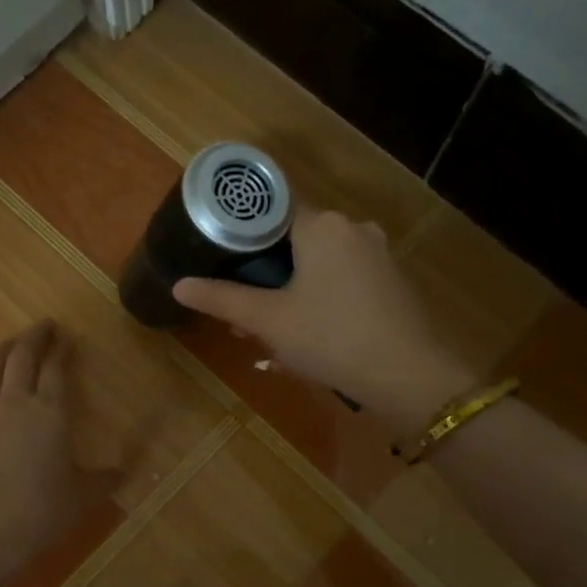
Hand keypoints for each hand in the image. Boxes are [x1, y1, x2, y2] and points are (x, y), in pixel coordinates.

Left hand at [0, 321, 88, 586]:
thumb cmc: (41, 514)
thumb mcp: (83, 498)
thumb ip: (104, 480)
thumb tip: (123, 472)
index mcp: (50, 414)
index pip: (56, 370)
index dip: (62, 350)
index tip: (66, 337)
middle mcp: (15, 406)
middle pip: (21, 359)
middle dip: (33, 338)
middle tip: (43, 326)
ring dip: (0, 353)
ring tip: (9, 343)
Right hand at [172, 208, 473, 427]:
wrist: (408, 375)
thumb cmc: (331, 338)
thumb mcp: (269, 320)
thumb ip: (222, 299)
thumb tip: (179, 285)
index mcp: (322, 225)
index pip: (272, 211)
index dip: (244, 235)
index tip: (223, 260)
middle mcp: (353, 228)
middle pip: (296, 239)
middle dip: (267, 271)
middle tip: (245, 308)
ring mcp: (378, 254)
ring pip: (322, 262)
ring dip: (294, 287)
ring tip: (273, 326)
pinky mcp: (392, 280)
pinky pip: (345, 278)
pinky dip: (324, 295)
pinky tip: (313, 331)